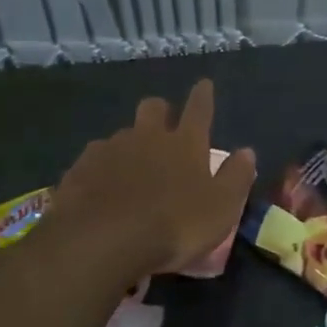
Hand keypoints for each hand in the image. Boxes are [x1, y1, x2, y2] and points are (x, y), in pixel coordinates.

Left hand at [48, 79, 256, 276]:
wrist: (101, 242)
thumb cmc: (173, 226)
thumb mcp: (220, 208)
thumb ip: (235, 178)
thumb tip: (247, 152)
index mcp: (186, 144)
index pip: (199, 109)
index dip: (203, 95)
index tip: (204, 84)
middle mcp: (147, 137)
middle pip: (154, 107)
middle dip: (161, 111)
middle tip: (164, 125)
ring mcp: (110, 150)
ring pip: (122, 133)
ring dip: (130, 144)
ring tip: (130, 168)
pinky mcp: (80, 169)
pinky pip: (94, 159)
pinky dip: (102, 168)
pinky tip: (100, 187)